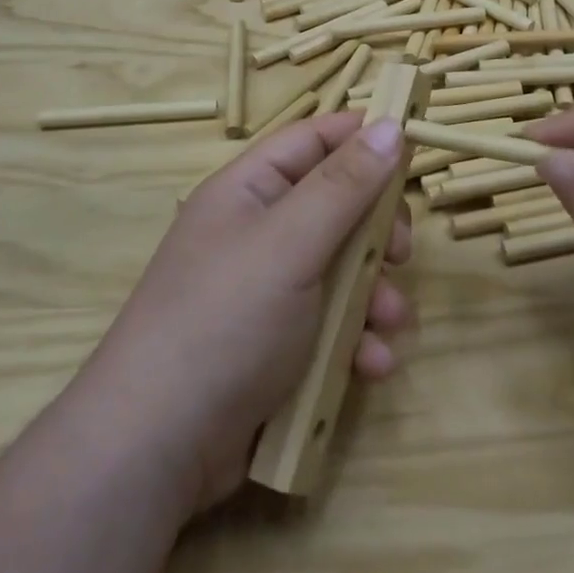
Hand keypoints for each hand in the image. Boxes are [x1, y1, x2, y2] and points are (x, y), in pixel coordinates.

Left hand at [74, 113, 411, 514]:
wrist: (159, 448)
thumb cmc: (226, 320)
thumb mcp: (290, 243)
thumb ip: (344, 185)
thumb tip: (391, 124)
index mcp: (249, 190)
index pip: (313, 140)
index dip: (362, 137)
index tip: (414, 146)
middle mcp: (259, 232)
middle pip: (336, 206)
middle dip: (377, 229)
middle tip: (400, 252)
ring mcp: (268, 291)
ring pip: (343, 269)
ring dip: (375, 294)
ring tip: (391, 322)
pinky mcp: (279, 344)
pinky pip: (332, 324)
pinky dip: (357, 340)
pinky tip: (371, 365)